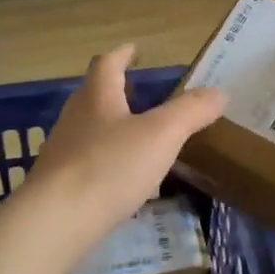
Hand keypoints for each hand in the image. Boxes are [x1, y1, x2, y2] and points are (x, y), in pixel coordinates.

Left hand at [25, 45, 225, 249]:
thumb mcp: (161, 135)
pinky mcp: (60, 185)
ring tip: (139, 136)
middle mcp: (75, 118)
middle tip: (144, 94)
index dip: (123, 54)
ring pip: (90, 129)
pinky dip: (107, 160)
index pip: (108, 64)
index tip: (136, 51)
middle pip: (95, 95)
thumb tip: (219, 92)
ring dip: (113, 126)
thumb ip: (191, 111)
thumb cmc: (109, 167)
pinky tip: (123, 177)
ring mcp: (63, 152)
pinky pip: (87, 162)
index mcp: (97, 97)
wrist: (55, 222)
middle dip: (118, 91)